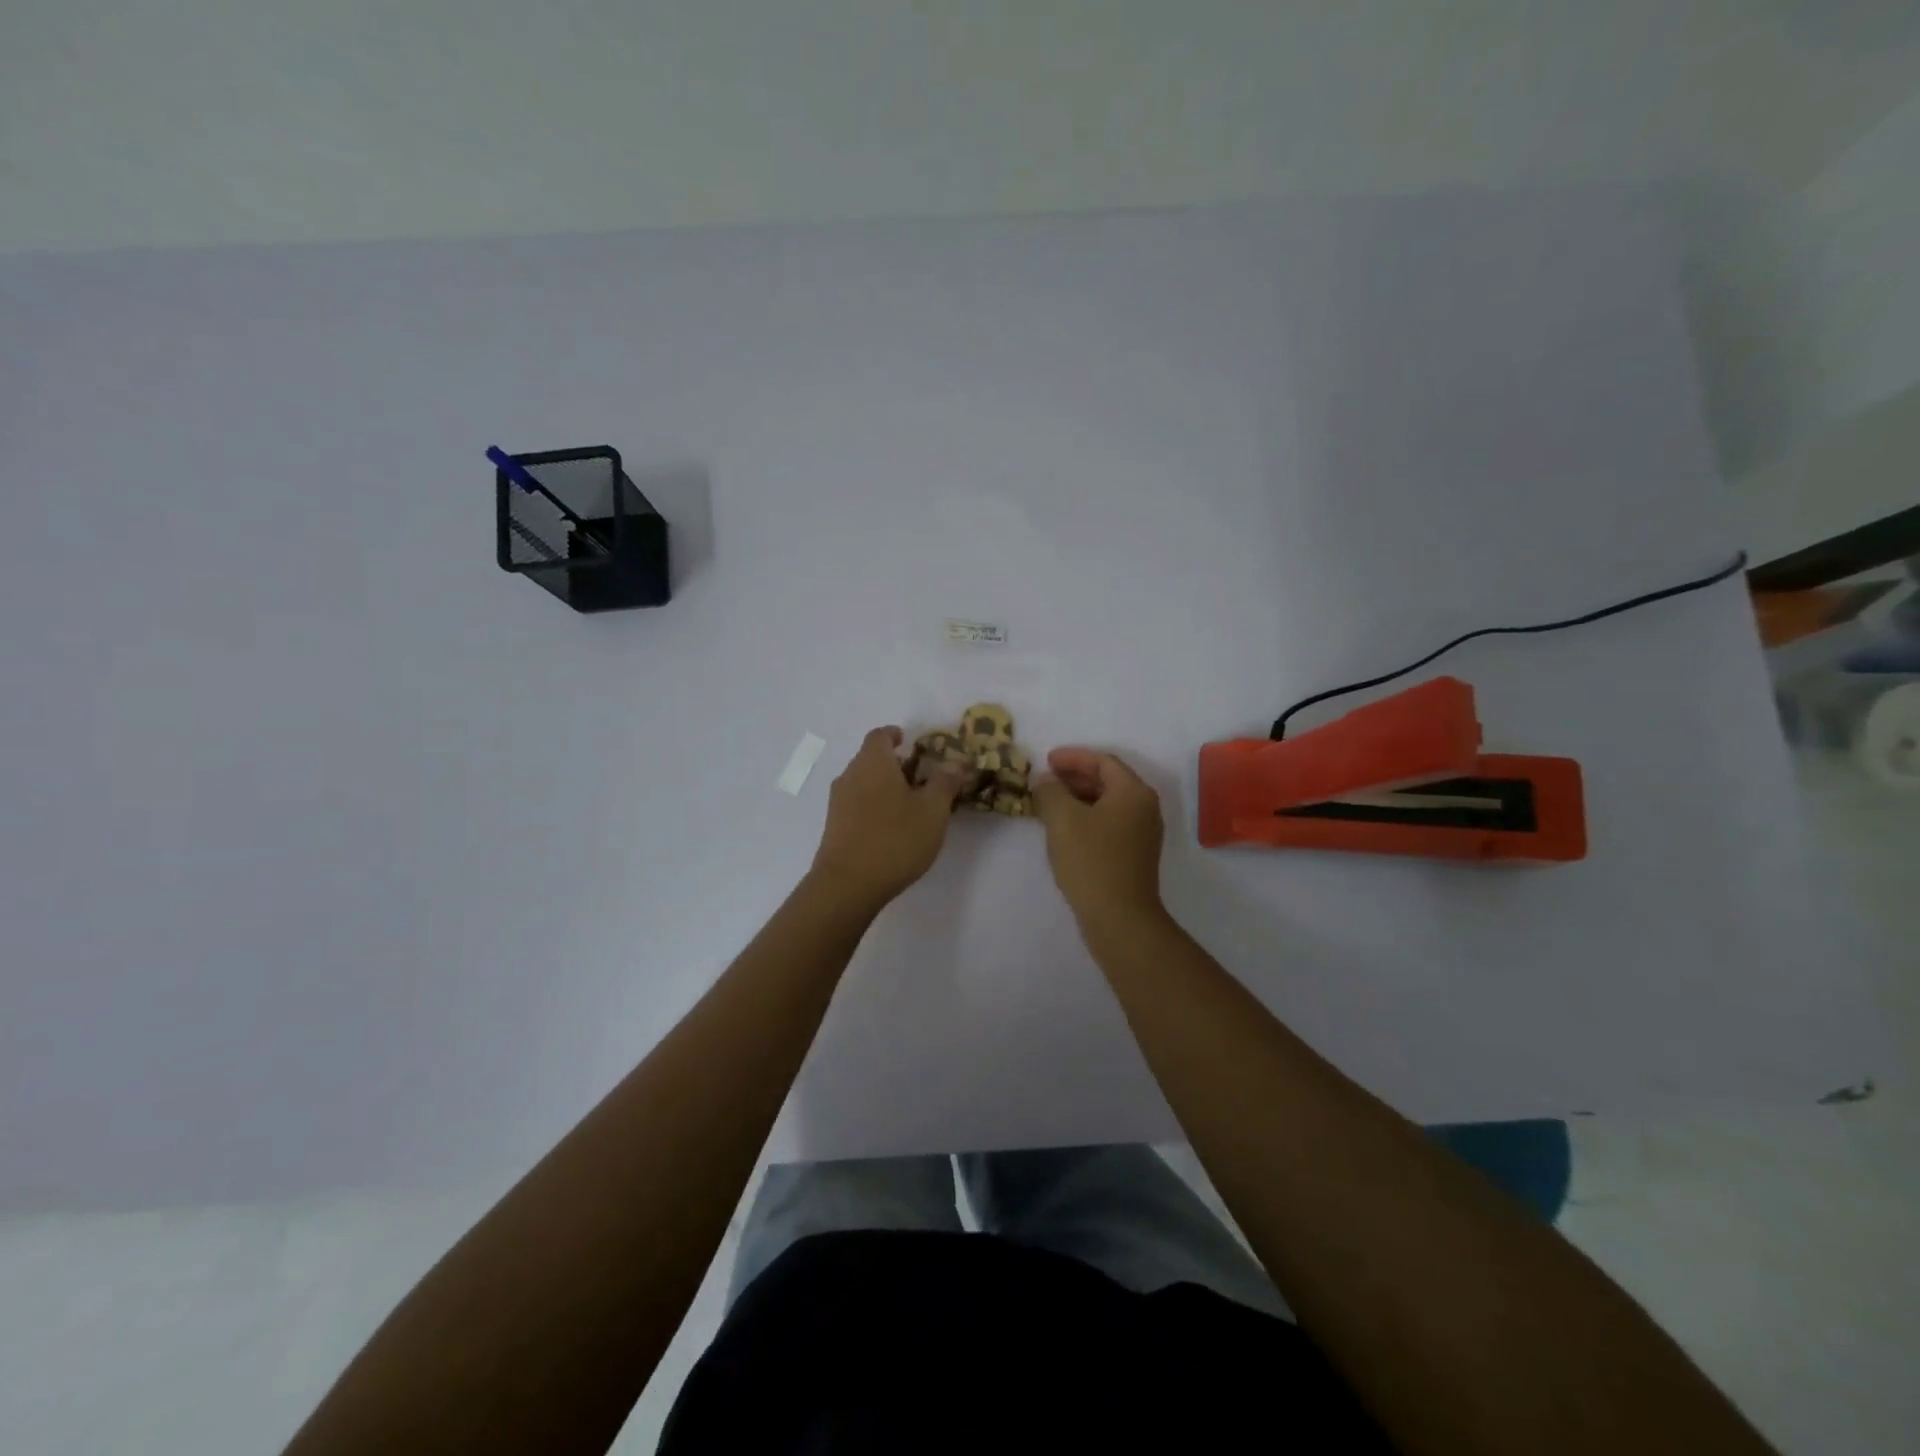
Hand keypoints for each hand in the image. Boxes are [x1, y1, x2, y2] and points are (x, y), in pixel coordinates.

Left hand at [808, 727, 969, 910]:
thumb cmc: (895, 839)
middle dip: (895, 764)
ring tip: (910, 806)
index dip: (896, 735)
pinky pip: (857, 804)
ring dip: (884, 787)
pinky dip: (874, 806)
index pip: (880, 735)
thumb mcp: (933, 810)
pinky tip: (891, 828)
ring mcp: (838, 802)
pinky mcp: (834, 826)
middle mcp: (850, 775)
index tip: (912, 743)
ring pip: (863, 782)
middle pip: (871, 758)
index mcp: (873, 762)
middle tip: (921, 778)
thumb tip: (955, 761)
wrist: (848, 885)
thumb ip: (945, 782)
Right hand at [1032, 748, 1165, 929]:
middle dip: (1075, 777)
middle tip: (1045, 780)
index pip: (1103, 761)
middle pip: (1108, 780)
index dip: (1073, 757)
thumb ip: (1050, 791)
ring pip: (1108, 804)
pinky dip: (1086, 818)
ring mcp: (1143, 833)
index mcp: (1133, 792)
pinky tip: (1064, 830)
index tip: (1046, 760)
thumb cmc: (1091, 860)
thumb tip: (1045, 780)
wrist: (1119, 917)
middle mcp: (1144, 808)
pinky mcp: (1135, 855)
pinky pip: (1109, 823)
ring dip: (1078, 798)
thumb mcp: (1062, 819)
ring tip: (1049, 803)